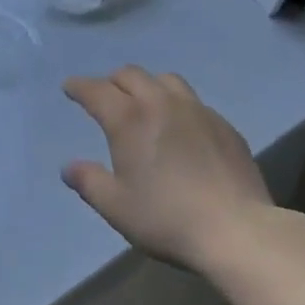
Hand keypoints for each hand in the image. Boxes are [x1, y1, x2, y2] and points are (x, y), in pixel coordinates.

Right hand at [62, 65, 272, 270]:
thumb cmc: (167, 219)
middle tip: (105, 96)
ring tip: (145, 103)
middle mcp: (160, 102)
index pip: (96, 90)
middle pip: (130, 75)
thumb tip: (68, 167)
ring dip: (147, 85)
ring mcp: (196, 109)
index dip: (79, 86)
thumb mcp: (117, 208)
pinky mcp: (223, 123)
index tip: (69, 88)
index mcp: (129, 119)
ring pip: (165, 79)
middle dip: (112, 81)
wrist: (236, 229)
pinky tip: (182, 128)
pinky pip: (193, 101)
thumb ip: (89, 182)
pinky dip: (177, 105)